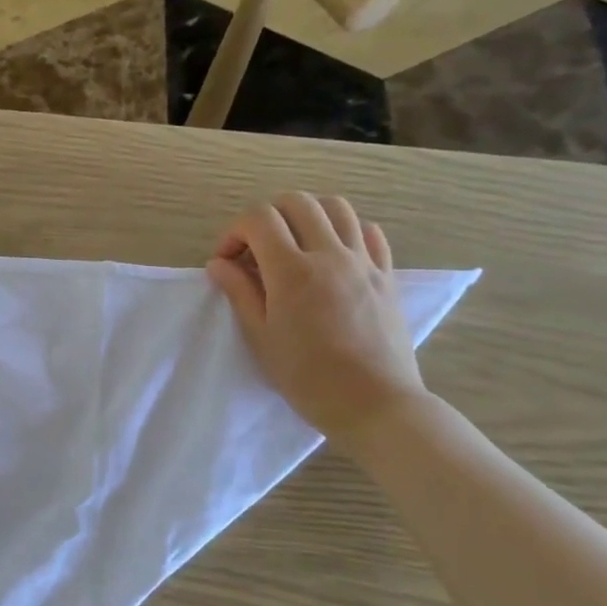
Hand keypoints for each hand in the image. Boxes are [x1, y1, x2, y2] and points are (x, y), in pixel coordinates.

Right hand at [205, 193, 429, 451]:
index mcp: (292, 271)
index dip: (235, 231)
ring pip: (337, 207)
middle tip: (256, 248)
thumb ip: (240, 292)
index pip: (259, 219)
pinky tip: (332, 254)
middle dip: (268, 215)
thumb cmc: (307, 376)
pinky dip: (345, 230)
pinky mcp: (387, 274)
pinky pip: (369, 231)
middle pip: (297, 202)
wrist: (373, 402)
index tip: (227, 260)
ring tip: (294, 244)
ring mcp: (363, 261)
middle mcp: (330, 254)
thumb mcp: (261, 337)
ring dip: (307, 215)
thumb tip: (219, 263)